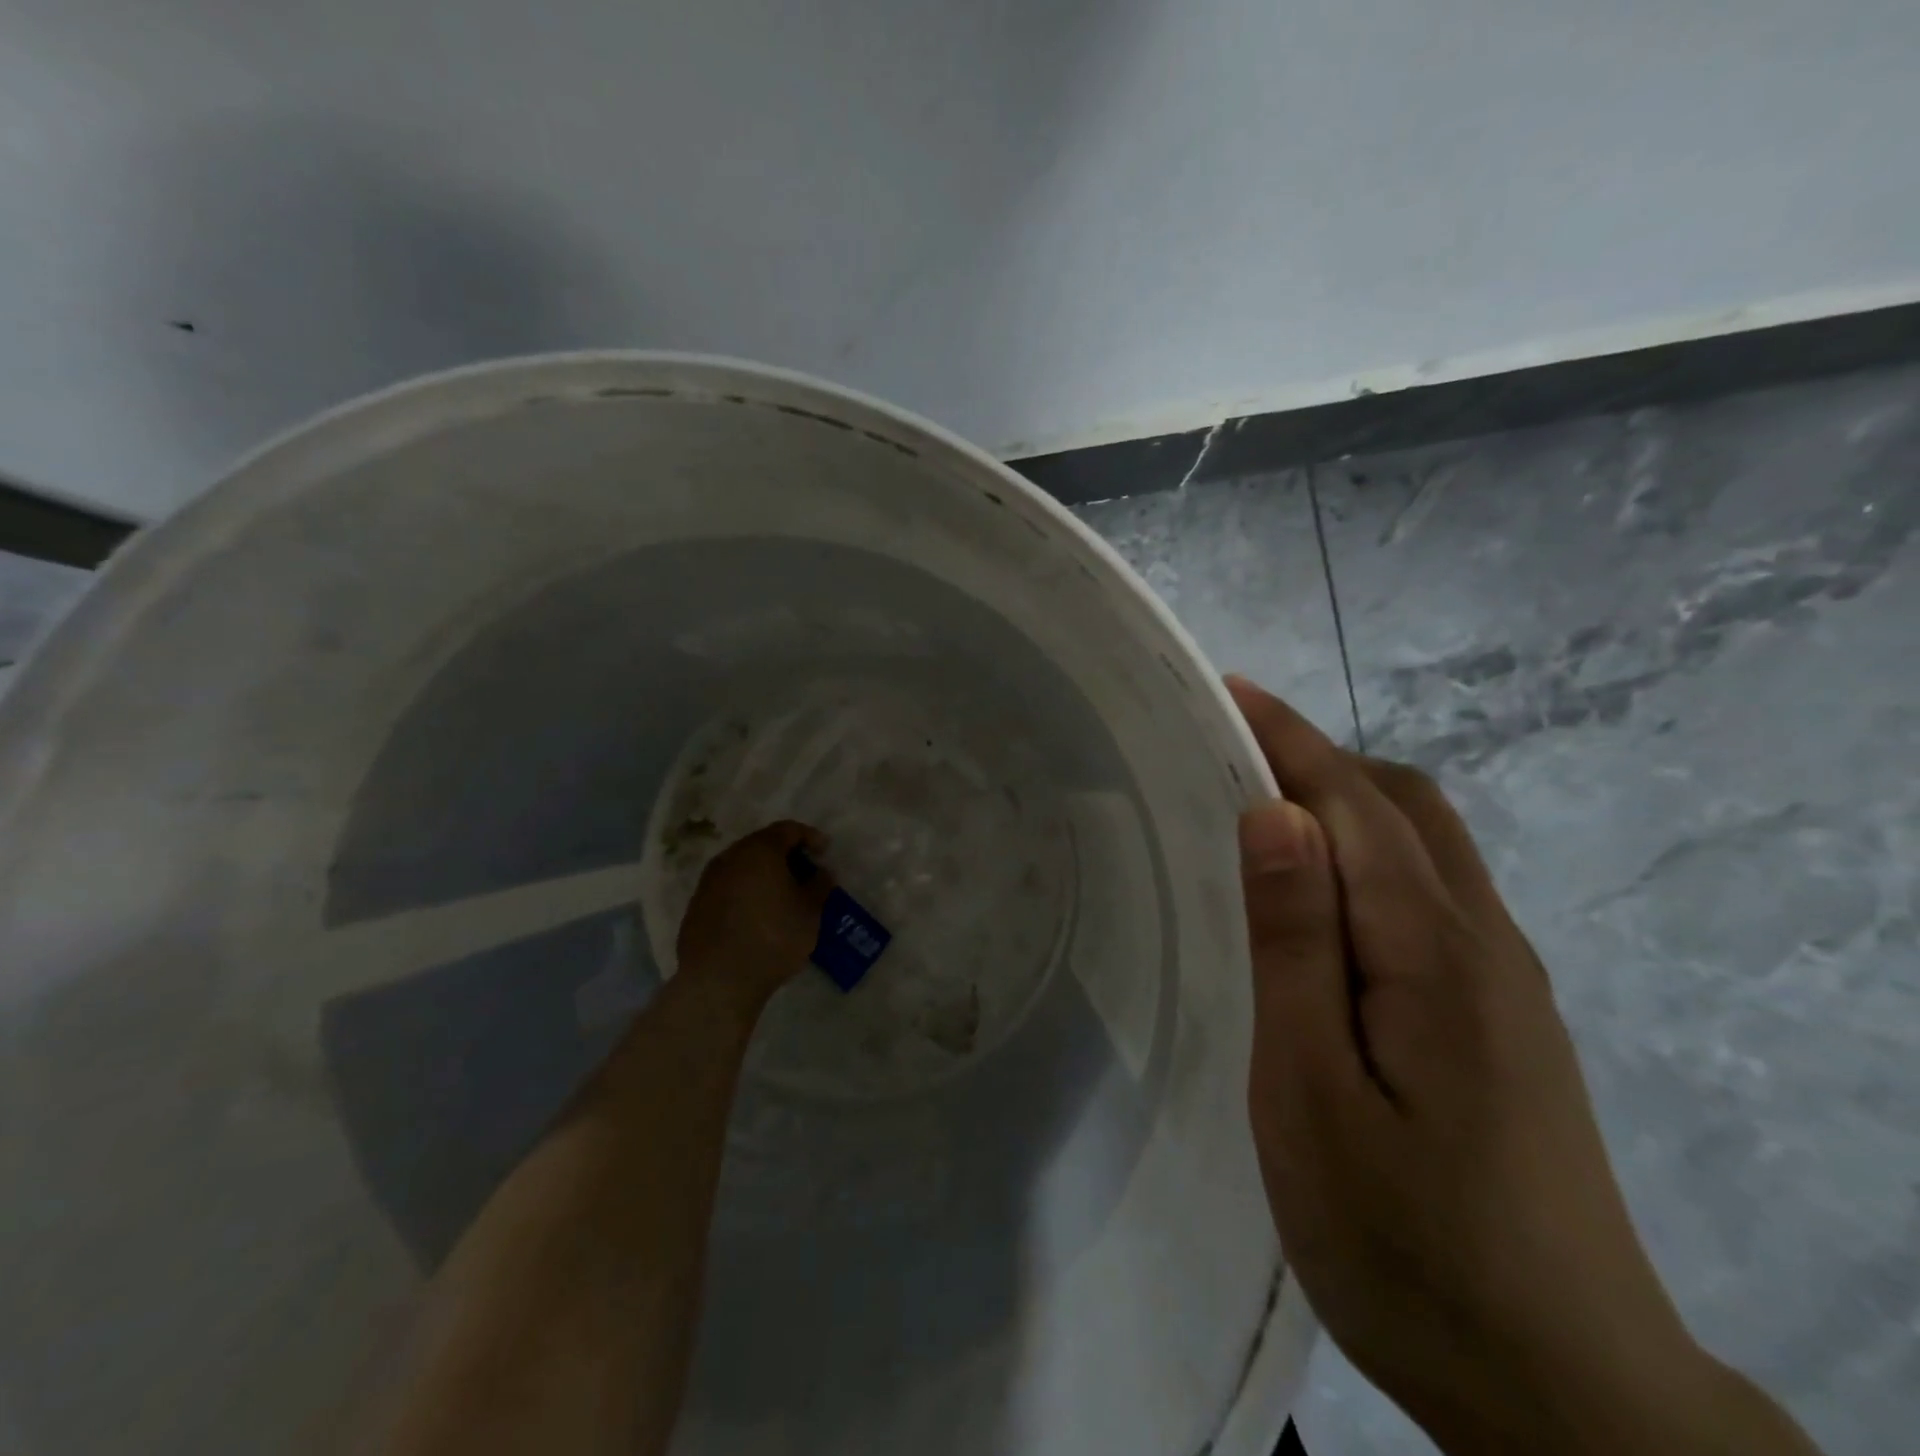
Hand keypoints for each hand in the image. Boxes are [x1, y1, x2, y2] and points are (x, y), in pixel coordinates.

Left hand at [676, 820, 834, 1005]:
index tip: (825, 852)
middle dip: (785, 855)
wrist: (719, 981)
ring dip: (762, 875)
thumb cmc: (773, 937)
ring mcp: (708, 882)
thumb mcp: (811, 911)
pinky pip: (727, 890)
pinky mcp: (695, 908)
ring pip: (741, 868)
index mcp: (759, 851)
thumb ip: (820, 885)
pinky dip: (744, 894)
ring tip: (780, 895)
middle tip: (804, 873)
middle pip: (761, 845)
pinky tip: (755, 916)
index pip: (788, 830)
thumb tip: (821, 872)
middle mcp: (729, 858)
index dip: (810, 837)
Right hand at [1227, 677, 1818, 1455]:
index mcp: (1436, 952)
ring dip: (1344, 803)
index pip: (1354, 802)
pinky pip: (1432, 893)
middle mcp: (1485, 942)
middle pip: (1405, 805)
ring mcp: (1506, 981)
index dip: (1289, 738)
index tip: (1227, 692)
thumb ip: (1298, 944)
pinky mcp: (1504, 1017)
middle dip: (1317, 758)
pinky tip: (1321, 899)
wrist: (1568, 1396)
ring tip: (1259, 813)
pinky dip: (1369, 855)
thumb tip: (1276, 815)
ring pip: (1425, 846)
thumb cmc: (1408, 1241)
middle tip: (1228, 755)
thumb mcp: (1315, 1091)